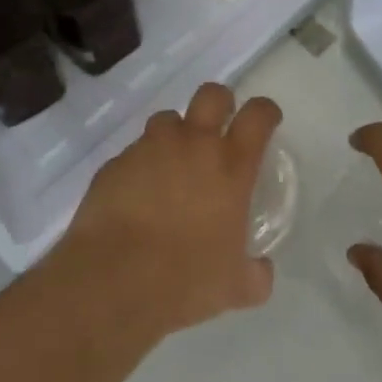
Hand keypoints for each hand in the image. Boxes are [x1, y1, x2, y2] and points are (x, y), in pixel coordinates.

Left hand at [51, 82, 281, 340]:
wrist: (114, 280)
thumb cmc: (186, 279)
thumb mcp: (234, 286)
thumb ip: (255, 274)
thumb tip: (262, 273)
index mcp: (231, 165)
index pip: (257, 116)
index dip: (265, 111)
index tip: (267, 120)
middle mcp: (193, 144)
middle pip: (212, 95)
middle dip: (219, 103)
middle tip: (218, 126)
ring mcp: (151, 148)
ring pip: (168, 118)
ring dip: (175, 134)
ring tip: (171, 163)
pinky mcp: (117, 162)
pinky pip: (134, 152)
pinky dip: (140, 165)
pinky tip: (137, 194)